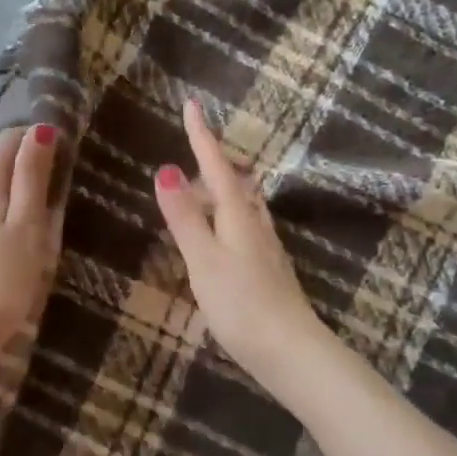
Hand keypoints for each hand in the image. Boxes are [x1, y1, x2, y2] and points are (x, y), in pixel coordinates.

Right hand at [153, 99, 325, 383]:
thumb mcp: (204, 260)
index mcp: (238, 215)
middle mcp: (255, 224)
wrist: (290, 351)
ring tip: (202, 186)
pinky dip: (226, 216)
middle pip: (233, 182)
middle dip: (214, 161)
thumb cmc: (242, 304)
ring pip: (242, 205)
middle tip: (193, 145)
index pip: (217, 165)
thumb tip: (166, 170)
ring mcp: (264, 247)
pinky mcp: (266, 269)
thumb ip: (185, 218)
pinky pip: (244, 227)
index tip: (193, 104)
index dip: (202, 136)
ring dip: (222, 189)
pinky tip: (220, 233)